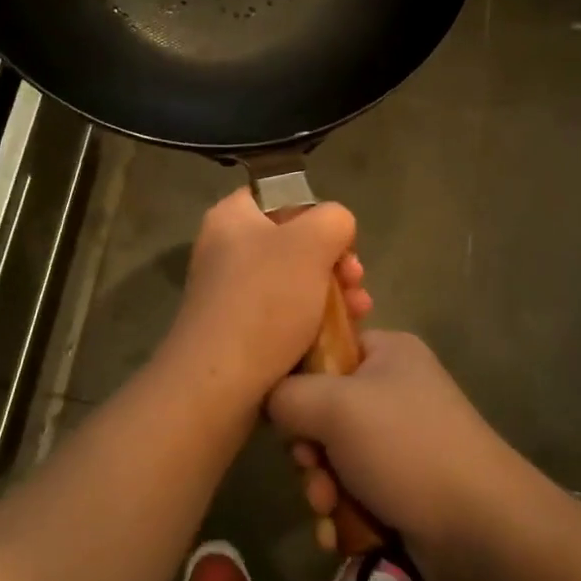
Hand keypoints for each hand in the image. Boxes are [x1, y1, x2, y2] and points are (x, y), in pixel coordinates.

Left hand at [162, 189, 369, 406]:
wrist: (219, 384)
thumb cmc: (265, 301)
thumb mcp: (312, 242)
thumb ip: (334, 219)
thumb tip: (335, 230)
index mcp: (232, 217)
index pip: (280, 196)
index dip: (317, 213)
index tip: (340, 240)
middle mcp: (226, 250)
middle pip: (294, 242)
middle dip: (335, 261)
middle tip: (356, 280)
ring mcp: (231, 293)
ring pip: (296, 282)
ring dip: (334, 293)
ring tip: (360, 312)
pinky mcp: (240, 331)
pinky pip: (285, 315)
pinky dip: (314, 321)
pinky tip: (340, 335)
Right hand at [267, 331, 533, 580]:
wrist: (482, 528)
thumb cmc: (406, 448)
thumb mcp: (335, 406)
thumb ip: (287, 394)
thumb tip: (271, 402)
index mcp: (386, 352)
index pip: (324, 349)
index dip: (297, 381)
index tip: (286, 414)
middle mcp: (394, 389)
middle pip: (322, 409)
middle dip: (309, 448)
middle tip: (312, 467)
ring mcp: (400, 440)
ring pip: (333, 455)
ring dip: (320, 485)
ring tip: (329, 507)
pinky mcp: (402, 484)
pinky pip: (352, 489)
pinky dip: (341, 510)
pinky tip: (337, 532)